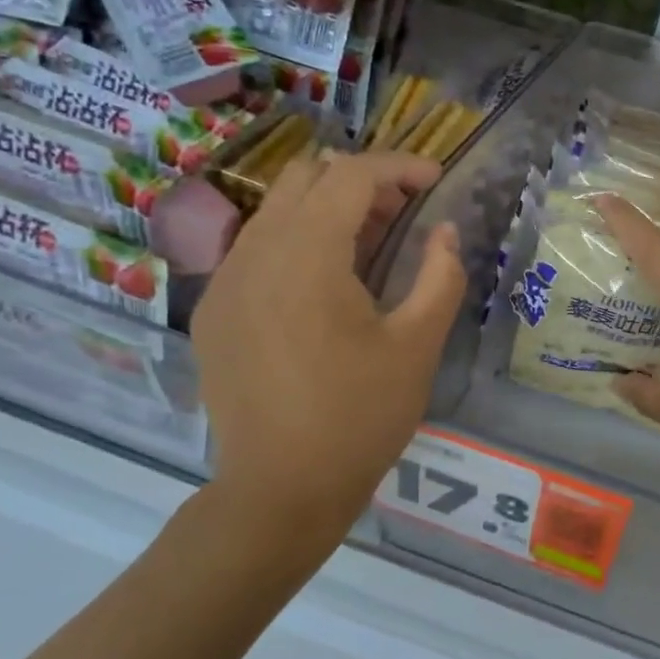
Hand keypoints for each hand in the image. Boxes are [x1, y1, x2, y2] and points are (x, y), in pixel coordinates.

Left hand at [192, 151, 464, 558]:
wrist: (280, 490)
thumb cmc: (360, 418)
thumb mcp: (418, 347)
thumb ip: (440, 276)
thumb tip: (445, 232)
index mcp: (308, 256)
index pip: (352, 175)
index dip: (400, 168)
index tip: (435, 182)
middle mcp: (256, 253)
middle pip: (306, 179)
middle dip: (360, 182)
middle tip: (402, 216)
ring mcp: (225, 282)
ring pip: (276, 211)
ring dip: (326, 211)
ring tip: (368, 249)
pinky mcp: (214, 312)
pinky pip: (254, 250)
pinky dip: (295, 243)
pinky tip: (322, 289)